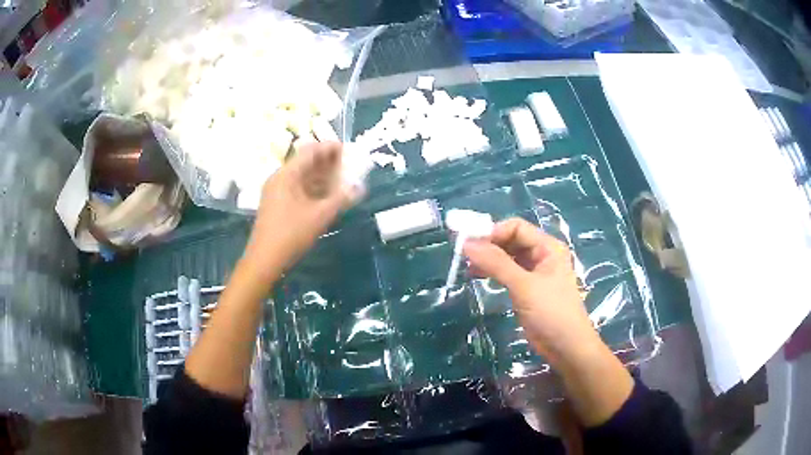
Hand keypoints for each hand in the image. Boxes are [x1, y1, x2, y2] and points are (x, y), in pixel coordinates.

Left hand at [243, 142, 357, 277]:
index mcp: (287, 174)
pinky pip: (298, 187)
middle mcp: (280, 177)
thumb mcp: (320, 216)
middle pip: (306, 161)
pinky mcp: (277, 203)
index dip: (330, 148)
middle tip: (349, 166)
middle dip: (328, 162)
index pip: (310, 151)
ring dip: (322, 176)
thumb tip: (360, 187)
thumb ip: (341, 199)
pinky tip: (327, 195)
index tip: (349, 151)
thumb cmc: (291, 235)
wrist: (264, 260)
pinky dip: (313, 188)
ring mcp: (276, 191)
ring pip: (302, 176)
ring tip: (342, 180)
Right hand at [463, 218, 598, 364]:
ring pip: (508, 257)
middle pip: (511, 240)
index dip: (493, 232)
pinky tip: (478, 277)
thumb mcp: (523, 286)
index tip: (470, 245)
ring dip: (489, 260)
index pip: (516, 227)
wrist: (566, 347)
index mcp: (548, 247)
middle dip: (489, 246)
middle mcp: (542, 255)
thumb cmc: (551, 312)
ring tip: (468, 268)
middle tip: (465, 257)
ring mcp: (535, 273)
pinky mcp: (528, 289)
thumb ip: (496, 263)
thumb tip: (467, 243)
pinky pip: (508, 273)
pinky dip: (493, 272)